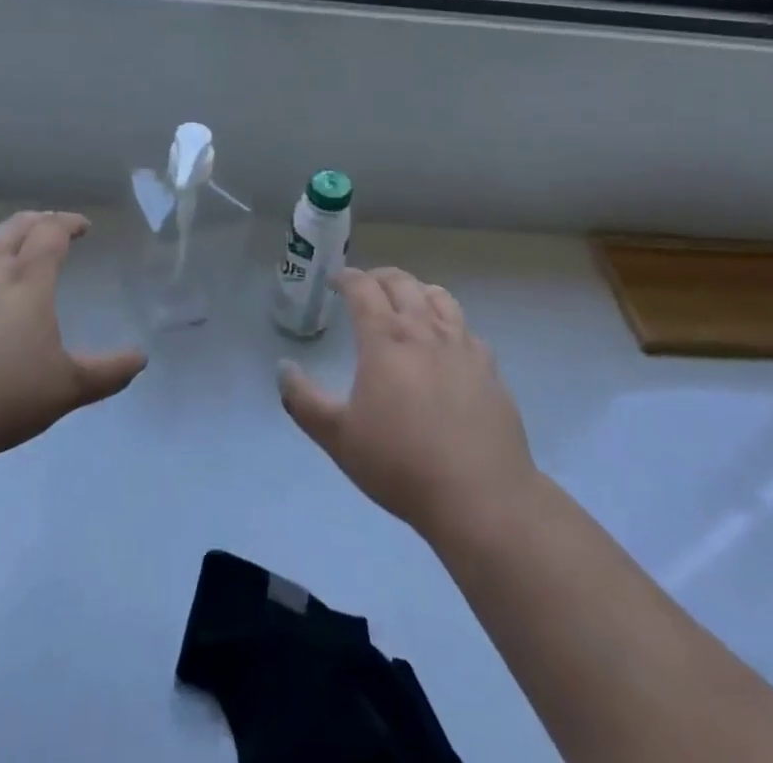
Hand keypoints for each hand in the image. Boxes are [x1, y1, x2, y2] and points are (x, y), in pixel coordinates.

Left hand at [0, 211, 146, 473]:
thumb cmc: (1, 400)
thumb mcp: (67, 390)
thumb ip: (108, 371)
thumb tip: (142, 357)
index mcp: (26, 281)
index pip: (51, 233)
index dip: (69, 223)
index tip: (83, 227)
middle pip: (13, 228)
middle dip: (37, 221)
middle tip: (50, 226)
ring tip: (3, 250)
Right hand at [278, 266, 538, 546]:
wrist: (480, 496)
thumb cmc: (400, 464)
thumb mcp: (338, 438)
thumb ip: (304, 401)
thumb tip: (283, 368)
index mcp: (385, 338)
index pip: (363, 288)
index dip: (348, 278)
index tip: (337, 280)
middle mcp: (423, 330)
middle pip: (402, 283)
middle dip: (379, 277)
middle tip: (367, 286)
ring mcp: (461, 346)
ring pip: (439, 297)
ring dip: (417, 290)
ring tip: (408, 301)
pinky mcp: (489, 368)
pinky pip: (466, 329)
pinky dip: (449, 322)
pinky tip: (447, 342)